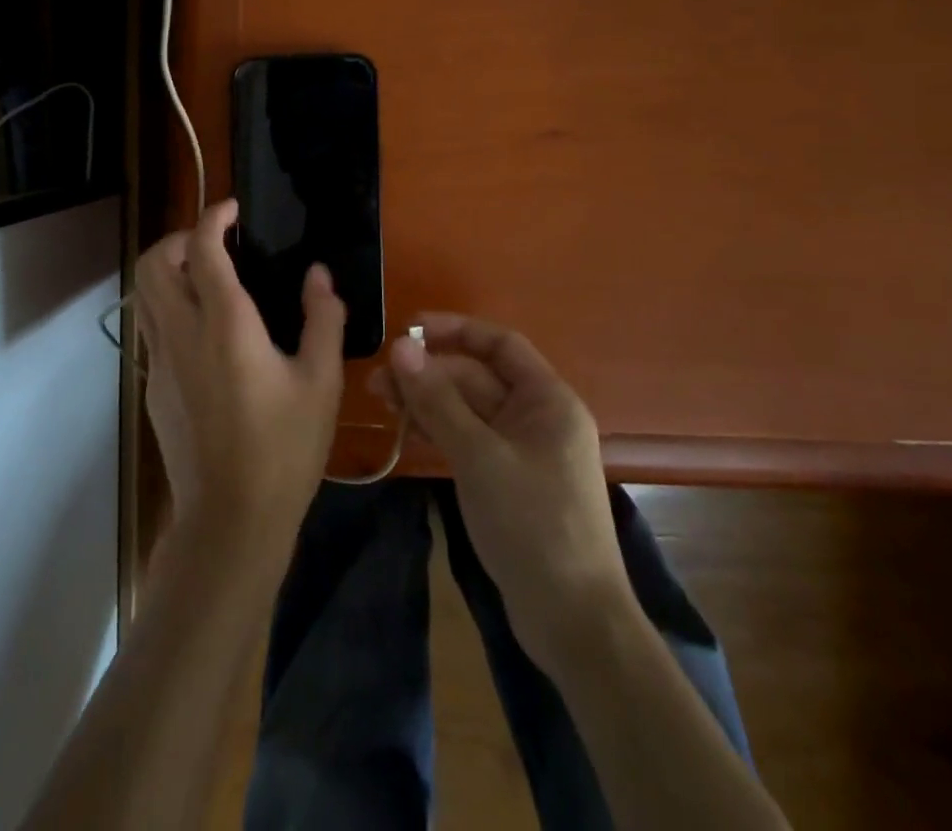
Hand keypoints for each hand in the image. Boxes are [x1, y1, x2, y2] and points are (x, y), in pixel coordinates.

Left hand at [135, 199, 346, 568]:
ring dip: (167, 270)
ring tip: (206, 277)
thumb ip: (323, 319)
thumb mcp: (321, 382)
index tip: (233, 209)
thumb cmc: (284, 450)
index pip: (202, 248)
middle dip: (177, 238)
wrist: (231, 520)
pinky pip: (150, 327)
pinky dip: (168, 306)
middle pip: (153, 263)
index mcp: (225, 324)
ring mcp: (159, 361)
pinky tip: (204, 330)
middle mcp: (182, 333)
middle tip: (214, 242)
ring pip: (143, 294)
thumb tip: (318, 274)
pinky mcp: (152, 387)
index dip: (213, 216)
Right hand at [370, 315, 629, 664]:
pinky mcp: (507, 479)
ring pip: (468, 409)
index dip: (454, 329)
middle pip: (476, 377)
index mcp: (547, 400)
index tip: (408, 329)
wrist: (573, 622)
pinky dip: (439, 431)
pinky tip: (406, 433)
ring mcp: (522, 450)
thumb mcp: (478, 456)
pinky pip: (469, 438)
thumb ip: (437, 399)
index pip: (499, 343)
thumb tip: (400, 345)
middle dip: (429, 373)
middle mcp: (537, 416)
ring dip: (427, 402)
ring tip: (381, 403)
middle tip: (378, 382)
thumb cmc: (532, 525)